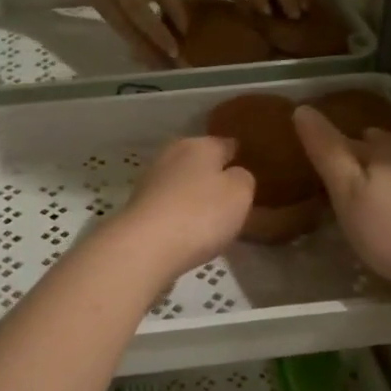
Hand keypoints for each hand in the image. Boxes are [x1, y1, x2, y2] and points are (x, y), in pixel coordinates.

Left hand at [109, 136, 254, 286]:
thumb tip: (234, 174)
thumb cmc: (201, 213)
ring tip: (212, 219)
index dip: (240, 156)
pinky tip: (188, 231)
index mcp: (199, 145)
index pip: (226, 144)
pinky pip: (169, 206)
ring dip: (194, 196)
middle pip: (200, 162)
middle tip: (234, 198)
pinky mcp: (138, 207)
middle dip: (214, 177)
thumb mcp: (240, 193)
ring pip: (182, 183)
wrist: (146, 246)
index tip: (251, 169)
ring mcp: (151, 181)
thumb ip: (243, 178)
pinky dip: (179, 214)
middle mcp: (172, 155)